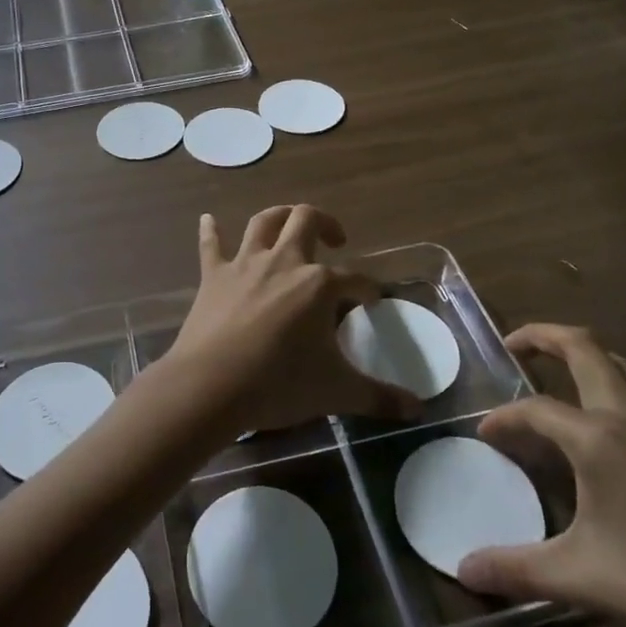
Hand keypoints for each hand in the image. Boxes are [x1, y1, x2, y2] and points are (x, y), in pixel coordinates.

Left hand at [166, 206, 422, 435]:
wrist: (212, 385)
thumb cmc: (279, 384)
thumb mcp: (337, 392)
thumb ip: (379, 397)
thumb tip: (417, 410)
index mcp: (318, 285)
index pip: (355, 279)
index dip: (368, 288)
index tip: (373, 299)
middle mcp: (284, 262)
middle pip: (306, 221)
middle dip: (325, 223)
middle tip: (336, 240)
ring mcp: (245, 265)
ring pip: (264, 223)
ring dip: (279, 216)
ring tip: (290, 222)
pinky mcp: (213, 276)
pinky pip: (211, 245)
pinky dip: (210, 231)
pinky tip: (207, 219)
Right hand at [459, 325, 625, 626]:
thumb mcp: (583, 578)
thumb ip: (517, 570)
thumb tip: (463, 573)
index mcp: (597, 437)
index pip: (534, 409)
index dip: (503, 417)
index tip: (484, 434)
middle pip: (584, 348)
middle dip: (543, 336)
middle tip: (516, 347)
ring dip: (590, 358)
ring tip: (568, 376)